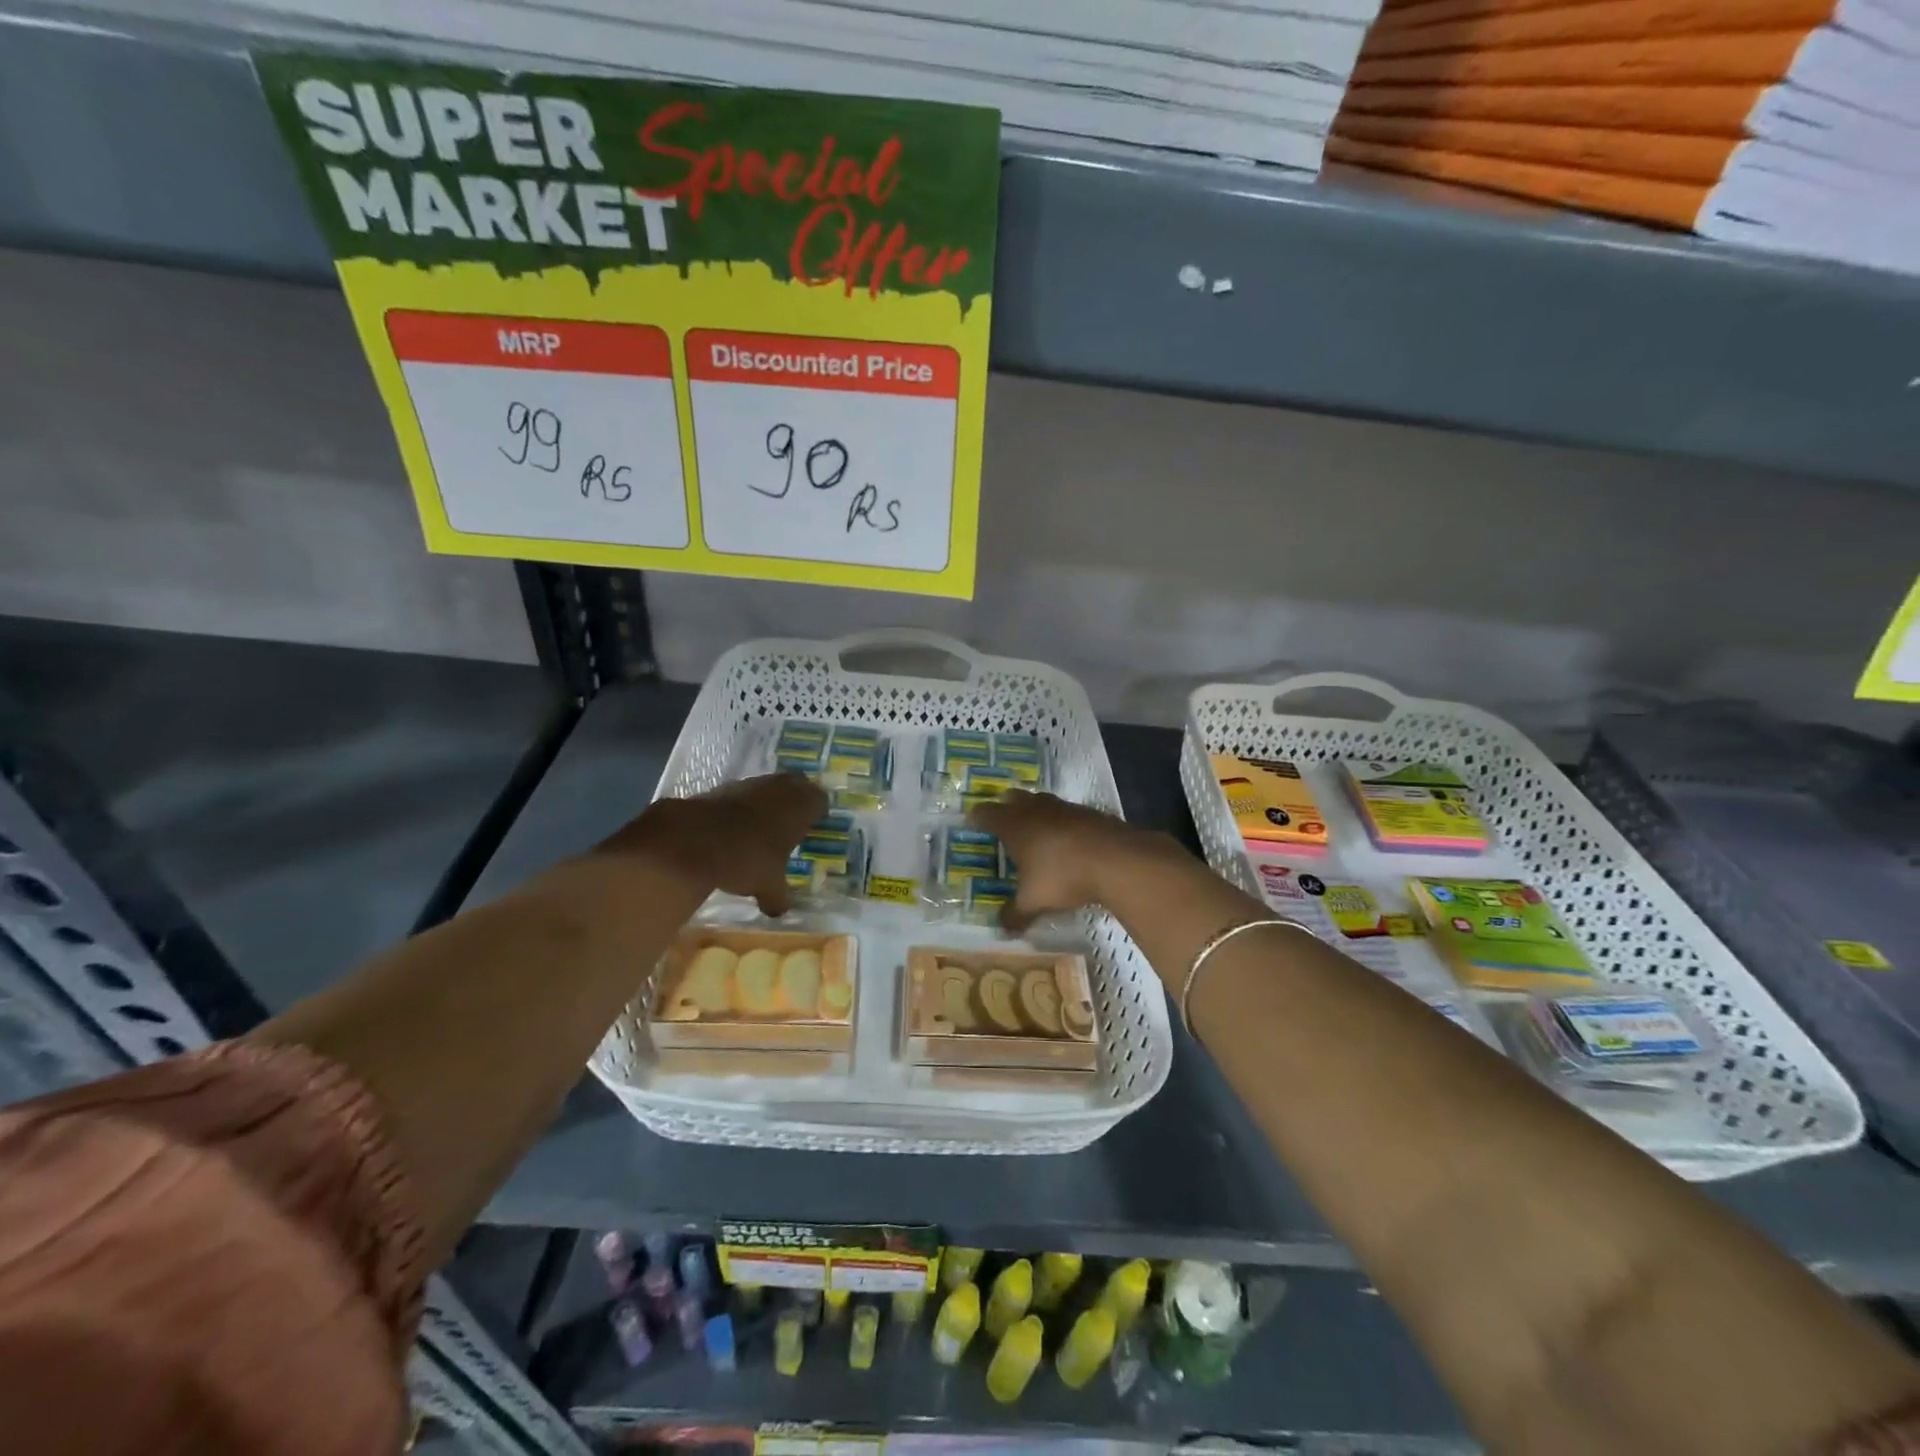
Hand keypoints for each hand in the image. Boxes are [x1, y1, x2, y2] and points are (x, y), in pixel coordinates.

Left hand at [602, 773, 826, 917]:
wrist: (693, 839)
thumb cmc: (747, 859)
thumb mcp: (768, 887)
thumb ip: (778, 897)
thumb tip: (780, 910)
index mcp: (802, 806)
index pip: (820, 801)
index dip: (818, 813)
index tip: (813, 827)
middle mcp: (780, 788)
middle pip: (796, 786)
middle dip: (794, 802)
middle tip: (791, 823)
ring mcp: (749, 784)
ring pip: (767, 788)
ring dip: (766, 803)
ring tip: (761, 828)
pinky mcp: (721, 787)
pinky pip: (740, 795)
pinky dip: (740, 808)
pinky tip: (733, 829)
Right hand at [967, 790, 1177, 931]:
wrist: (1117, 860)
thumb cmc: (1063, 876)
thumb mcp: (1034, 901)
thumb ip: (1016, 914)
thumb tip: (1002, 929)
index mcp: (1015, 826)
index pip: (987, 814)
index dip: (977, 817)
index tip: (971, 821)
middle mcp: (1037, 810)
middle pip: (1014, 798)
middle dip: (1006, 806)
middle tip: (1002, 818)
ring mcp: (1066, 809)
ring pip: (1043, 802)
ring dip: (1036, 811)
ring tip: (1035, 827)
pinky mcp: (1092, 814)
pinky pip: (1069, 813)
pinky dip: (1063, 823)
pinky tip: (1068, 840)